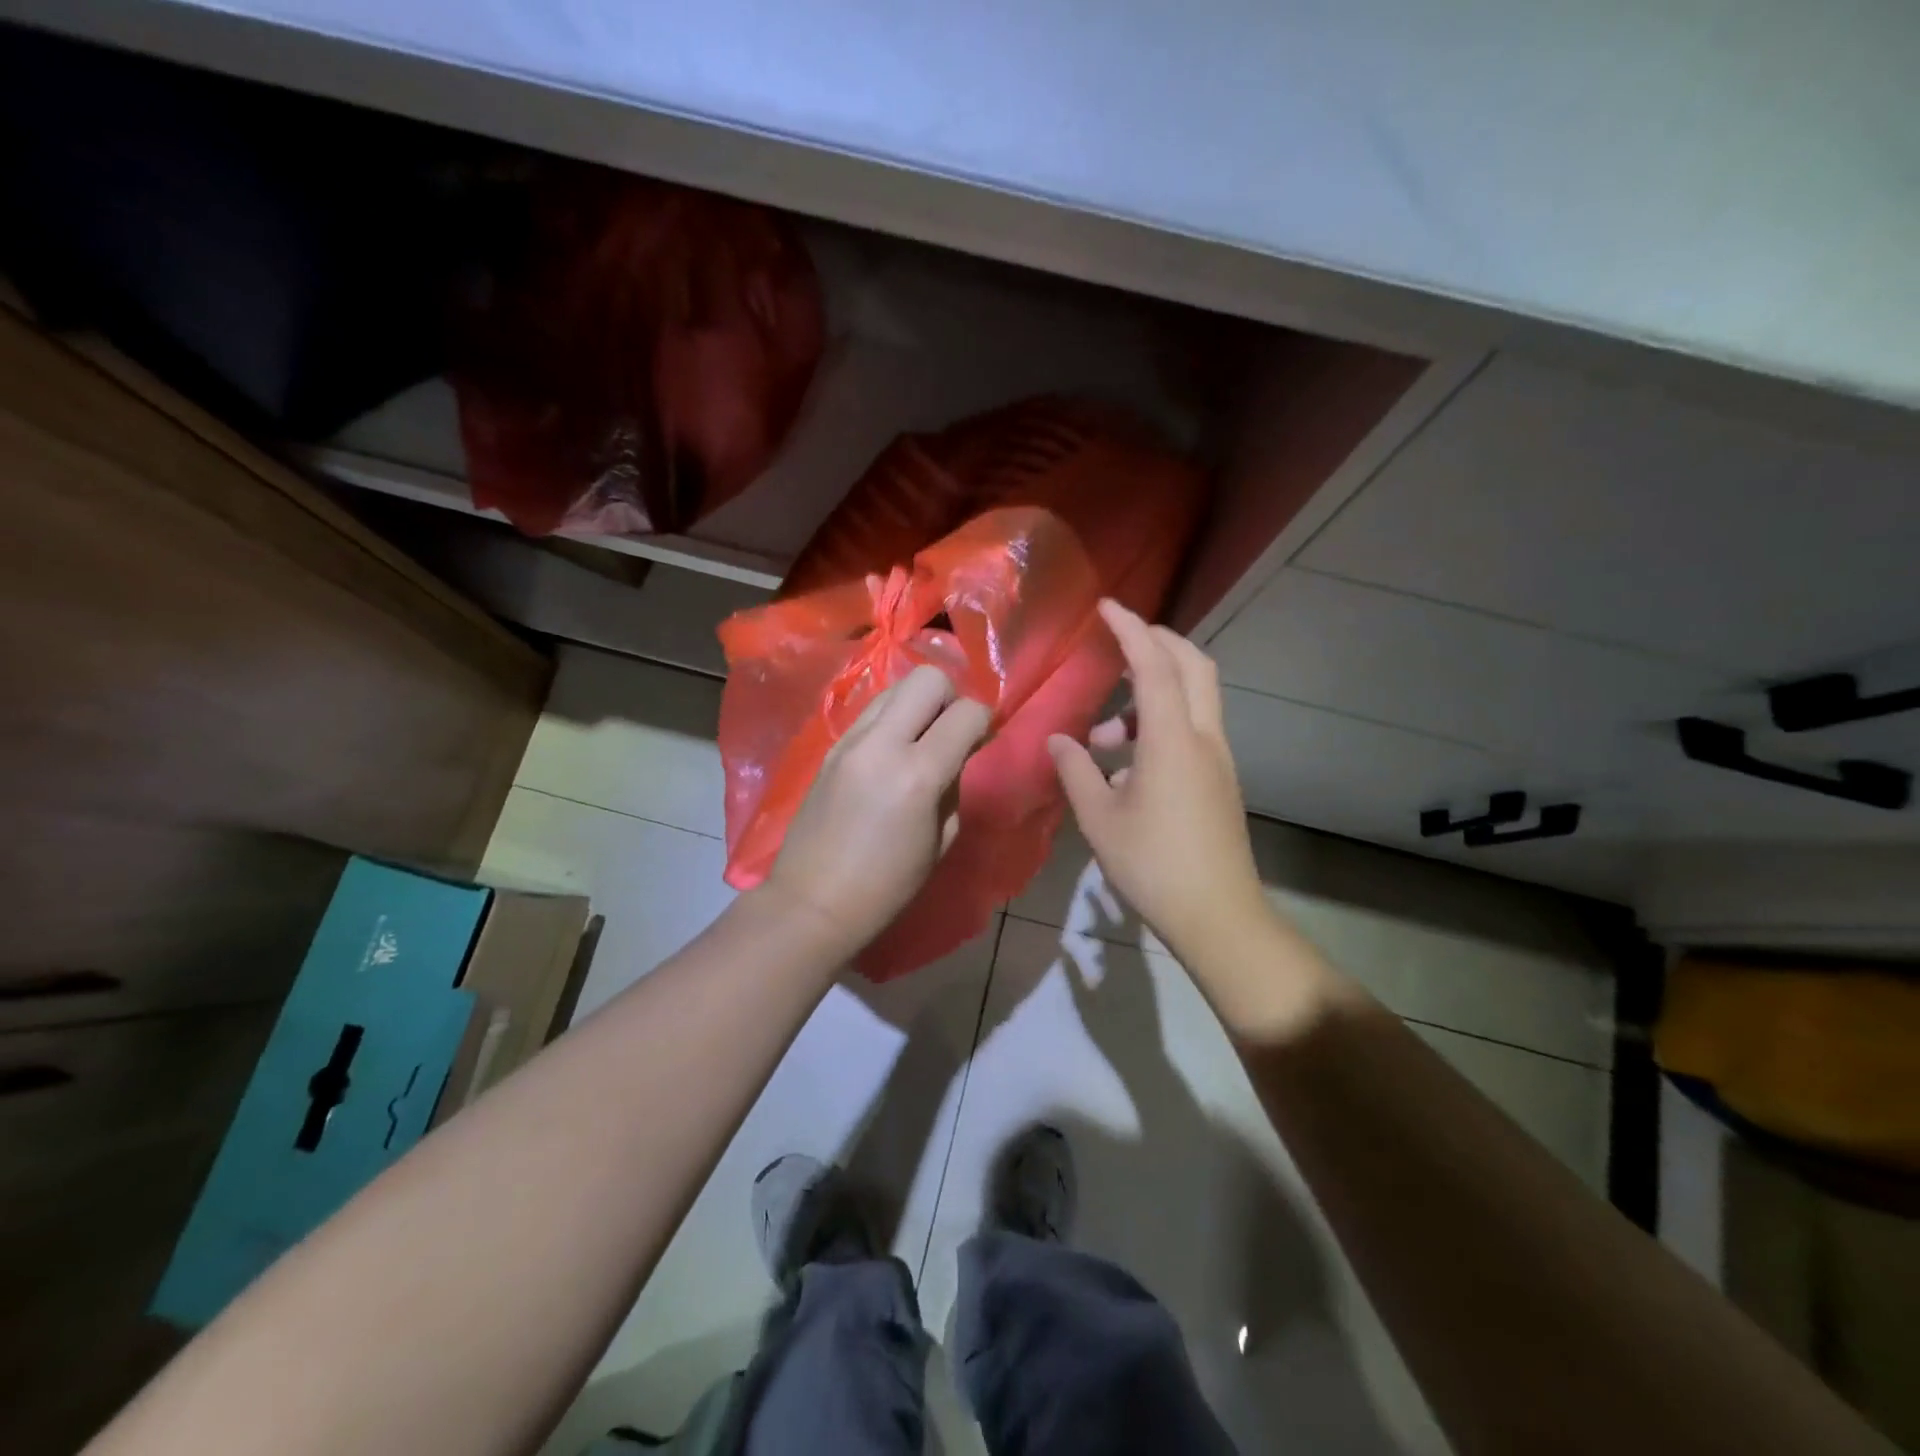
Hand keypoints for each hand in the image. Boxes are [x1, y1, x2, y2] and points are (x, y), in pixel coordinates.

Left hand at [761, 664, 991, 954]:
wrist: (812, 902)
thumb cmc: (887, 886)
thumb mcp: (940, 840)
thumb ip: (953, 786)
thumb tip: (955, 755)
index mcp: (918, 774)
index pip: (967, 712)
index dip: (983, 721)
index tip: (981, 741)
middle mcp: (882, 743)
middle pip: (928, 678)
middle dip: (950, 697)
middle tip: (950, 732)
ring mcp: (850, 741)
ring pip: (895, 687)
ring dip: (917, 704)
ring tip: (919, 740)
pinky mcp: (830, 747)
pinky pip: (871, 712)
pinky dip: (891, 719)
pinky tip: (890, 753)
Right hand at [1047, 600, 1271, 970]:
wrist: (1217, 914)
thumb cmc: (1152, 864)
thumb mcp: (1099, 818)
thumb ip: (1076, 770)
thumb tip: (1060, 740)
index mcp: (1171, 739)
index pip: (1153, 664)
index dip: (1130, 629)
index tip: (1107, 606)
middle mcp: (1203, 737)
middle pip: (1192, 665)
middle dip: (1157, 642)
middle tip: (1118, 643)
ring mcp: (1218, 758)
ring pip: (1193, 698)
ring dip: (1152, 693)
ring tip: (1103, 735)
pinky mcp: (1220, 780)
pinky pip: (1192, 728)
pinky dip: (1162, 722)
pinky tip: (1126, 765)